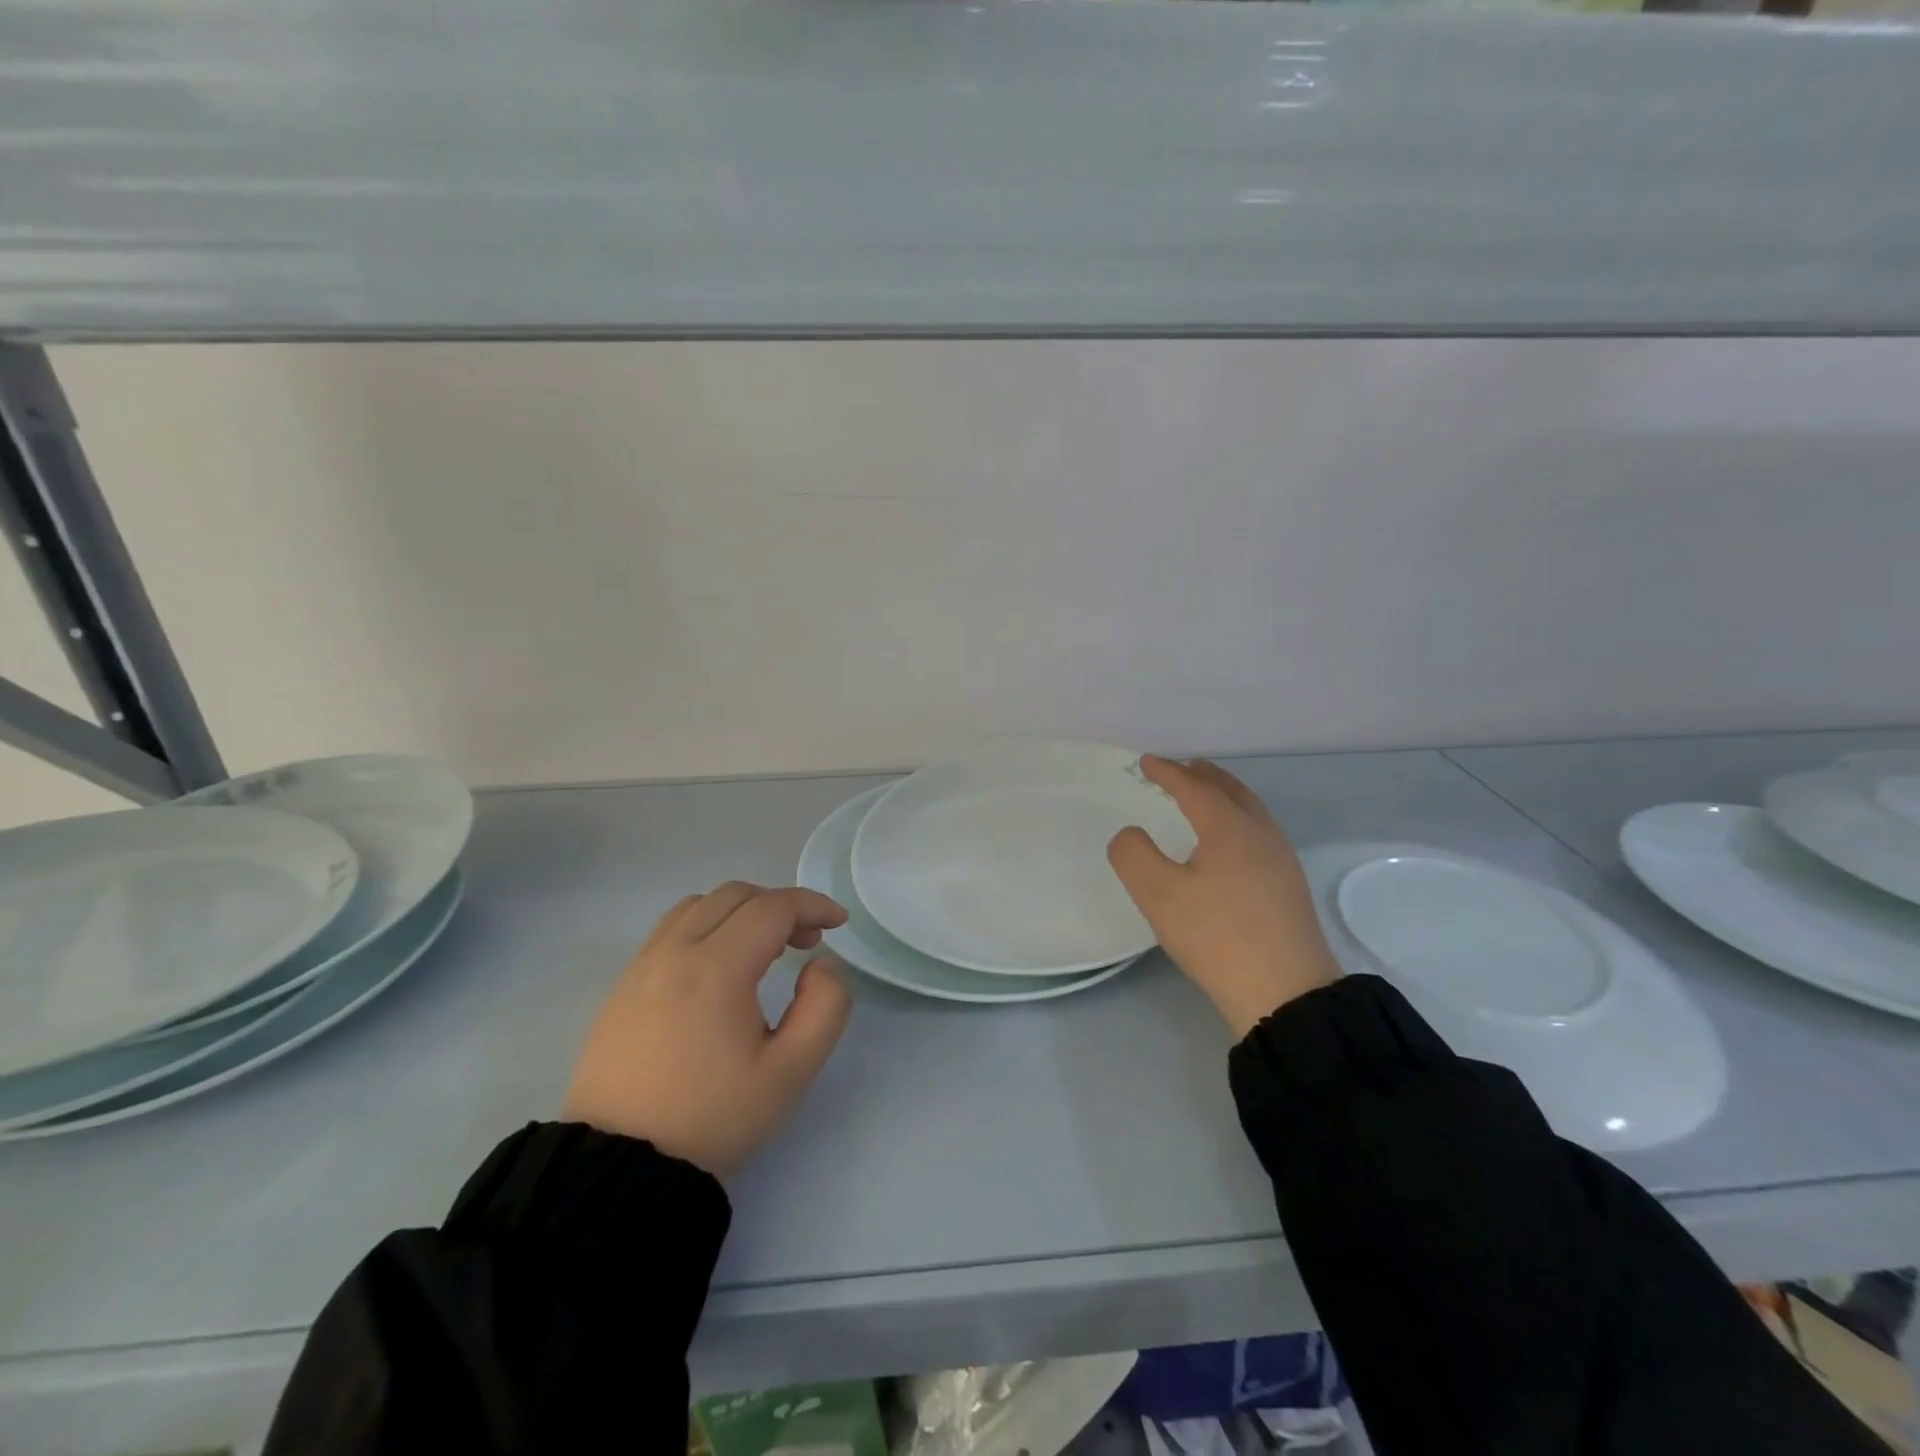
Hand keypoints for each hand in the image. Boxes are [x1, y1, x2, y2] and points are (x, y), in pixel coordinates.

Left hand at [563, 883, 852, 1177]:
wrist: (619, 1167)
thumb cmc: (713, 1117)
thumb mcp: (791, 1071)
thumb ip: (825, 1006)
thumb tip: (821, 963)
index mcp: (717, 967)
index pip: (773, 907)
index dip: (813, 904)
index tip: (839, 921)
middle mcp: (675, 951)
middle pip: (736, 895)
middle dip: (781, 905)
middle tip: (807, 940)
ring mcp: (643, 965)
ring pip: (700, 904)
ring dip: (742, 910)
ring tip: (765, 947)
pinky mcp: (623, 985)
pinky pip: (671, 928)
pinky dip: (708, 924)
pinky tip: (720, 964)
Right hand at [1108, 757, 1338, 1037]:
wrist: (1286, 993)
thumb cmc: (1217, 936)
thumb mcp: (1159, 895)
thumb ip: (1134, 855)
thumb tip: (1131, 834)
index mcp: (1229, 827)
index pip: (1193, 787)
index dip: (1167, 772)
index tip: (1145, 762)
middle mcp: (1260, 833)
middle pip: (1230, 790)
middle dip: (1202, 775)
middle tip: (1181, 768)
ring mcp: (1281, 859)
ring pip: (1249, 810)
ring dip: (1223, 795)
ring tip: (1204, 797)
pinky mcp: (1289, 885)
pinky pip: (1258, 831)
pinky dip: (1236, 819)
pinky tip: (1229, 843)